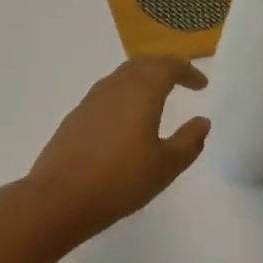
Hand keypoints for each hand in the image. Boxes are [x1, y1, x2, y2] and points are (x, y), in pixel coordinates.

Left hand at [26, 57, 210, 241]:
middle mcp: (115, 87)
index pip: (167, 67)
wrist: (60, 197)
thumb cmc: (121, 180)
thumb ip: (188, 141)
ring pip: (121, 77)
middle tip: (181, 81)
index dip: (187, 71)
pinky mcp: (75, 117)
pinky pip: (106, 94)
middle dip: (164, 68)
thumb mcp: (165, 166)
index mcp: (141, 91)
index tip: (201, 85)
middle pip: (143, 64)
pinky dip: (124, 95)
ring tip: (156, 96)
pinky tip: (126, 118)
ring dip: (142, 79)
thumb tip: (202, 121)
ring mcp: (91, 100)